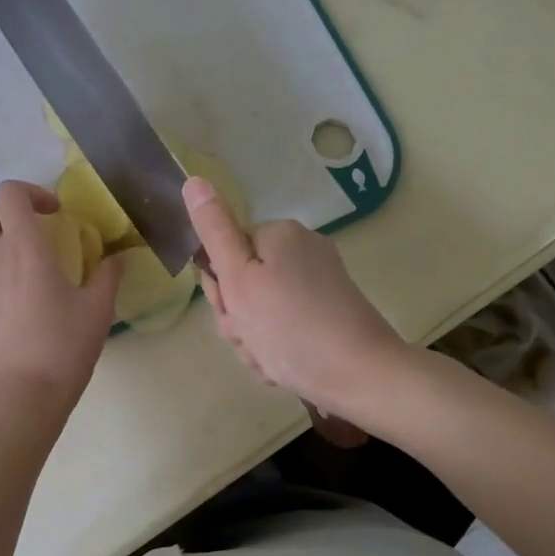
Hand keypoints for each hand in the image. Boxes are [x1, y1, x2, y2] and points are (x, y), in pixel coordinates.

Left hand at [0, 181, 119, 407]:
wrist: (20, 397)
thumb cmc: (62, 347)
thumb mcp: (97, 311)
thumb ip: (108, 276)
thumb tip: (119, 257)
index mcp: (23, 248)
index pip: (9, 193)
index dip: (31, 192)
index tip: (55, 215)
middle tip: (28, 231)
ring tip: (26, 263)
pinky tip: (21, 299)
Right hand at [184, 177, 408, 414]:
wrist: (361, 375)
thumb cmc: (290, 327)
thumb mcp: (239, 279)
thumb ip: (214, 232)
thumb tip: (194, 180)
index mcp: (279, 235)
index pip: (225, 252)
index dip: (220, 287)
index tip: (232, 311)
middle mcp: (302, 250)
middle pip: (243, 282)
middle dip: (238, 317)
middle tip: (250, 338)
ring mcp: (319, 282)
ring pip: (261, 310)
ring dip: (254, 338)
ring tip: (269, 357)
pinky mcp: (330, 312)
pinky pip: (285, 325)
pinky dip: (277, 345)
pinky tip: (283, 364)